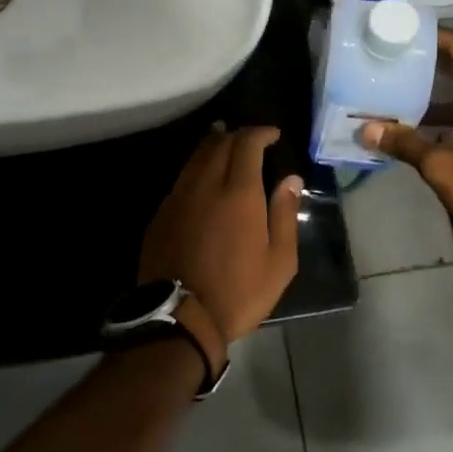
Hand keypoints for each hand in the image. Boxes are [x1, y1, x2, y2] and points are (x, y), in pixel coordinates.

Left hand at [139, 125, 303, 361]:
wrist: (180, 319)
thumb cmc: (239, 292)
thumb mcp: (279, 261)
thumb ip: (285, 215)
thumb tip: (291, 180)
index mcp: (239, 193)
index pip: (246, 144)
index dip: (260, 133)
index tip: (272, 134)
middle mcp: (205, 185)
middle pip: (218, 144)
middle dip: (236, 134)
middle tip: (250, 138)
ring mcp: (179, 198)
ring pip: (195, 158)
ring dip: (213, 145)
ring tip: (224, 142)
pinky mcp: (161, 214)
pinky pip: (182, 179)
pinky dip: (196, 168)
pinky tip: (202, 178)